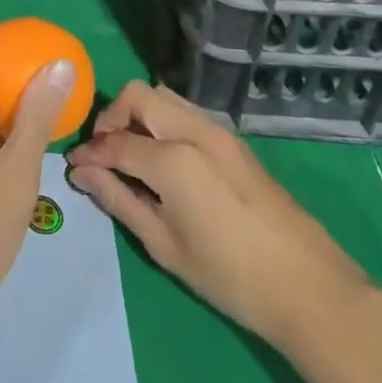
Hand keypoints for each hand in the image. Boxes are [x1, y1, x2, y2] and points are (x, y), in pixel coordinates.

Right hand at [67, 81, 368, 345]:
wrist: (308, 287)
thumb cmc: (230, 277)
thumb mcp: (165, 245)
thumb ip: (120, 201)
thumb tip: (83, 174)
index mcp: (173, 158)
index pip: (115, 142)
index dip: (89, 153)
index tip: (73, 167)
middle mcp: (193, 130)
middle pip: (139, 95)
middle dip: (112, 117)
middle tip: (104, 154)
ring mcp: (217, 131)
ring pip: (164, 96)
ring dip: (139, 114)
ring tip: (130, 155)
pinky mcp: (233, 140)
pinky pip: (186, 112)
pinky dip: (163, 122)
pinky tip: (162, 160)